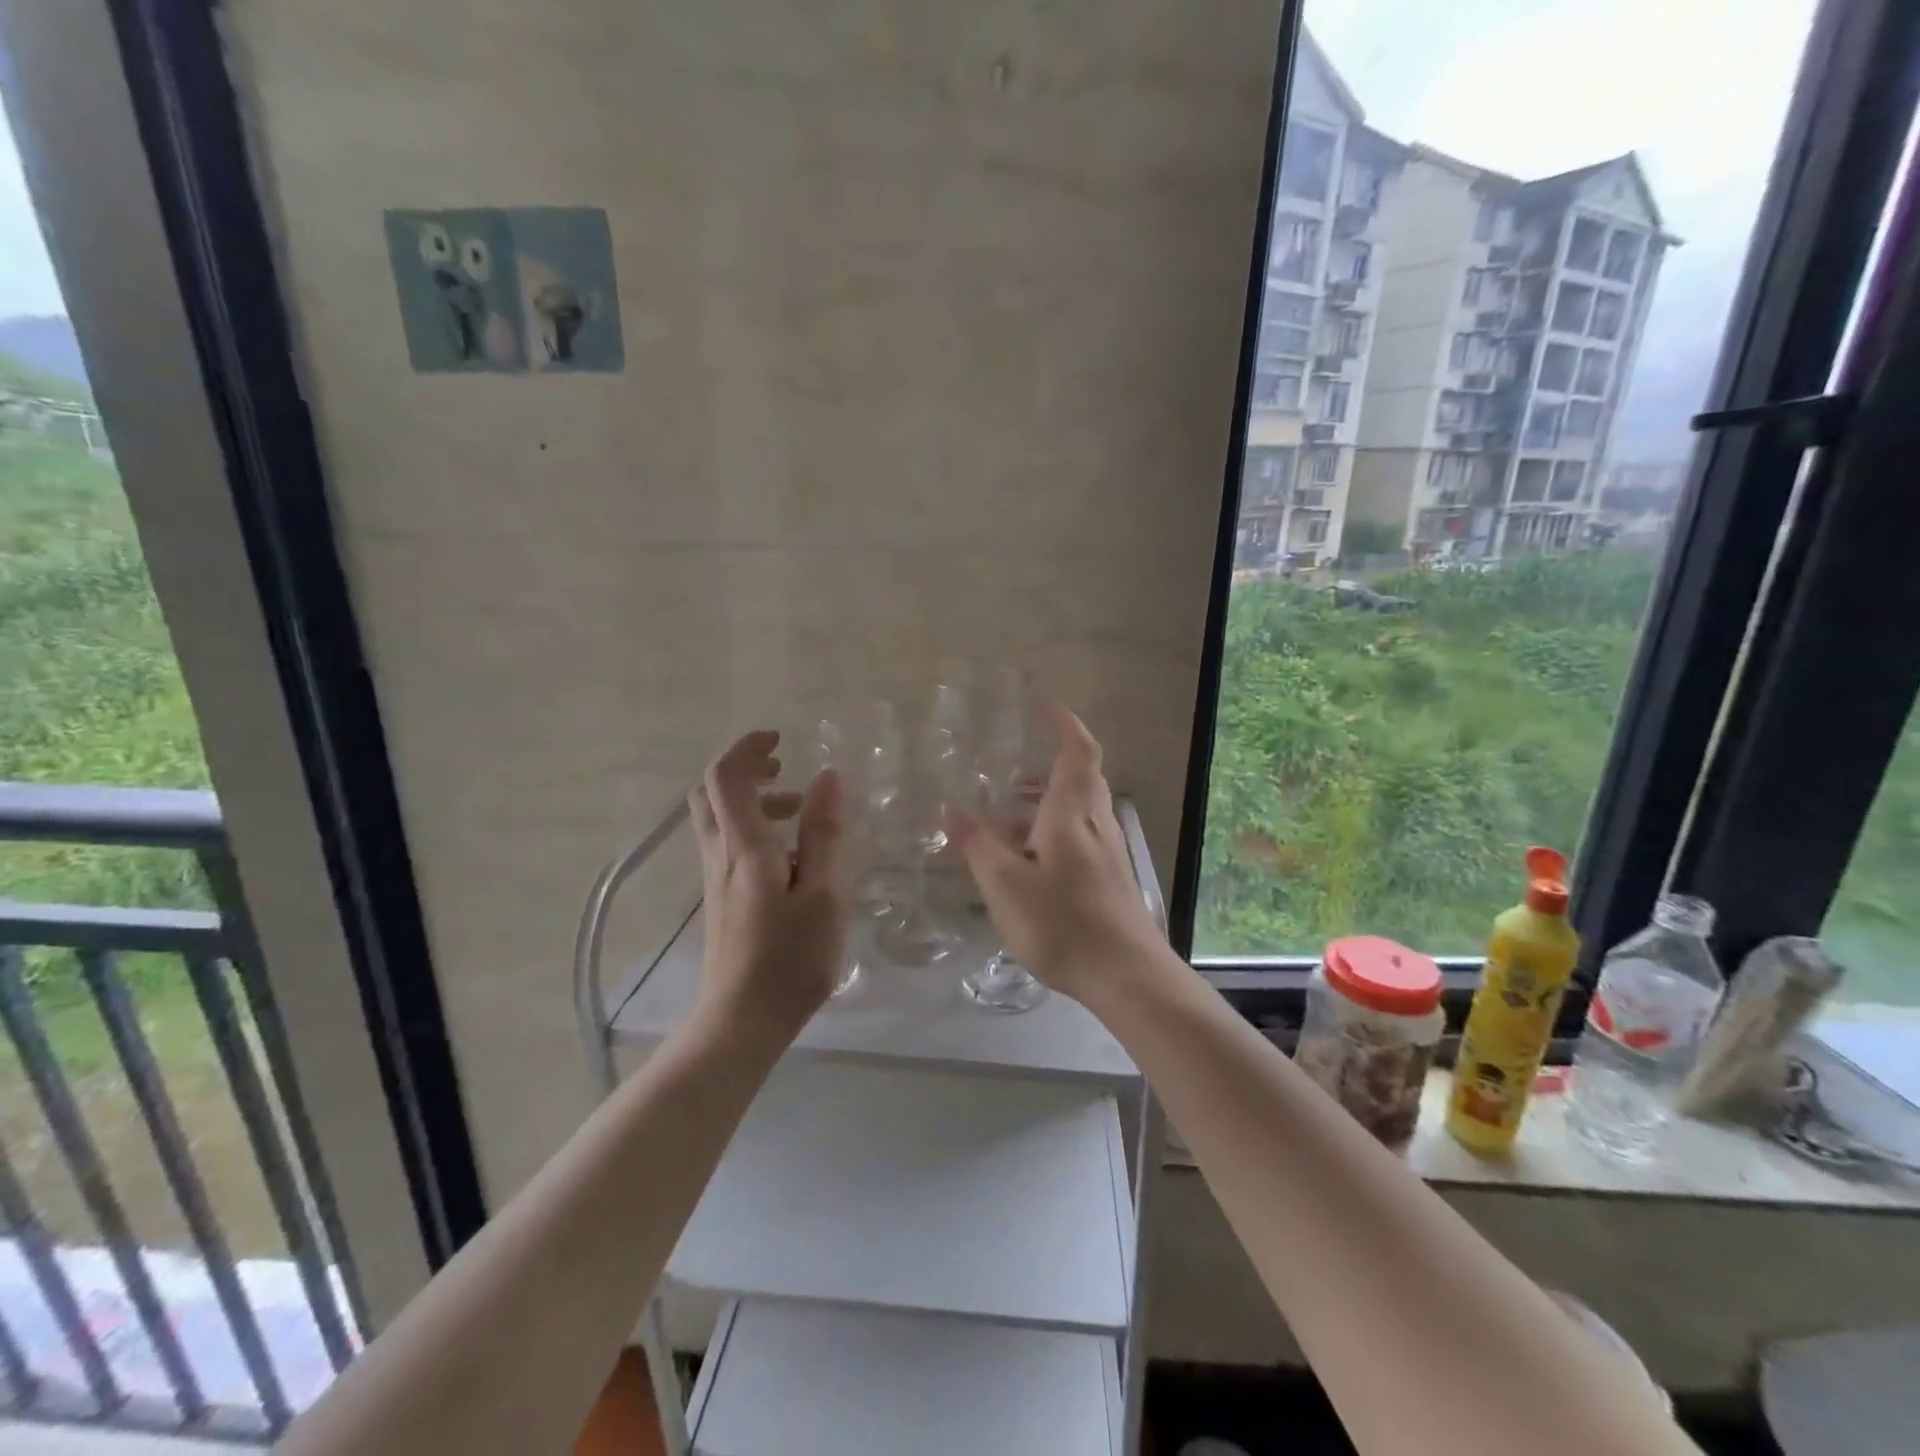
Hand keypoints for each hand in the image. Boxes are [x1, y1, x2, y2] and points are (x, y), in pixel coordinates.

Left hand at [689, 730, 849, 1043]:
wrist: (741, 1023)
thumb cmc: (790, 960)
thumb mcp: (822, 894)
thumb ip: (824, 834)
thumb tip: (827, 776)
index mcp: (744, 848)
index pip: (725, 777)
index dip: (747, 748)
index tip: (781, 740)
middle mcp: (720, 856)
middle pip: (710, 793)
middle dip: (744, 768)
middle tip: (784, 767)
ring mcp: (716, 880)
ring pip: (719, 820)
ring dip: (754, 800)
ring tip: (801, 811)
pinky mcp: (722, 900)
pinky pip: (729, 845)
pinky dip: (755, 829)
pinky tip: (793, 857)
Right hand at [951, 705, 1165, 1002]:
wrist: (1126, 975)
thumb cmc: (1063, 922)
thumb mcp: (1005, 885)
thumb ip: (976, 845)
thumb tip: (948, 809)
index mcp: (1072, 813)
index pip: (1077, 751)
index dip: (1064, 723)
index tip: (1044, 706)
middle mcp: (1095, 824)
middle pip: (1082, 778)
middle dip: (1051, 764)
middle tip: (1014, 771)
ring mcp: (1108, 852)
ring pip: (1080, 810)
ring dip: (1049, 802)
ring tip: (1009, 818)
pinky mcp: (1111, 878)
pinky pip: (1081, 837)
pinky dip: (1055, 831)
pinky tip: (1030, 863)